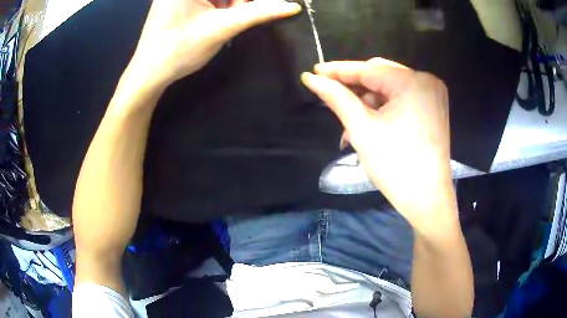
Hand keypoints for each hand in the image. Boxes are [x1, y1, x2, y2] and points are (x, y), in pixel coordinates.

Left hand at [125, 0, 300, 89]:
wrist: (148, 74)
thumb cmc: (179, 49)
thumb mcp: (221, 27)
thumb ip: (258, 13)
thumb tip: (292, 6)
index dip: (245, 1)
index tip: (249, 11)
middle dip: (239, 1)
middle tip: (243, 14)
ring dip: (231, 4)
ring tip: (229, 20)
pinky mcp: (178, 2)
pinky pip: (208, 0)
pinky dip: (220, 6)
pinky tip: (221, 19)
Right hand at [301, 58, 456, 233]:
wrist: (427, 201)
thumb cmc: (396, 165)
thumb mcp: (363, 129)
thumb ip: (337, 97)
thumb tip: (310, 78)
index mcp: (414, 82)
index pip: (368, 69)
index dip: (338, 70)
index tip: (313, 71)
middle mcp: (427, 82)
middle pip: (380, 76)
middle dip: (353, 88)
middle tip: (328, 95)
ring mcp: (432, 96)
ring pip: (389, 90)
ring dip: (366, 104)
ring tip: (348, 126)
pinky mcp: (432, 110)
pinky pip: (400, 101)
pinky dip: (382, 110)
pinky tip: (367, 125)